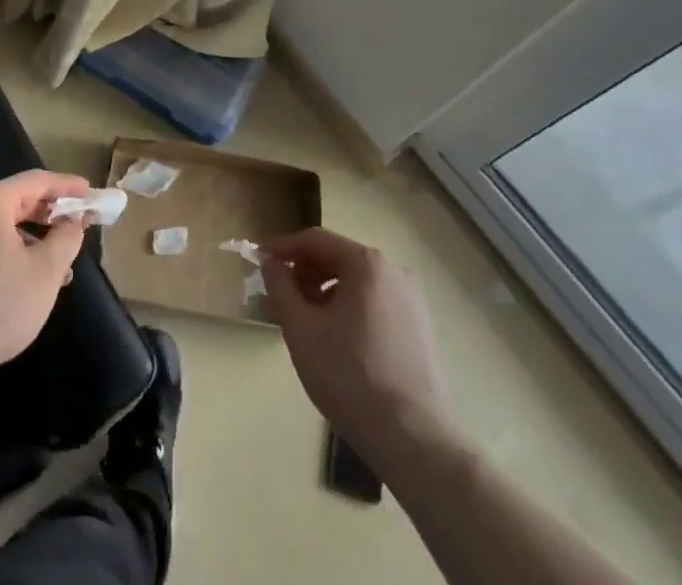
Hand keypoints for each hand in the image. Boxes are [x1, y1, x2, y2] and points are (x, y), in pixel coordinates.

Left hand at [0, 170, 89, 386]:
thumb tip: (73, 221)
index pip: (38, 181)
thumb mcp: (45, 272)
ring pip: (5, 226)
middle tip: (81, 224)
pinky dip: (14, 252)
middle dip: (52, 213)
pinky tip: (29, 281)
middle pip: (19, 200)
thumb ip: (66, 239)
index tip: (91, 194)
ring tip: (61, 265)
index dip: (68, 186)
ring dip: (35, 238)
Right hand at [263, 228, 456, 459]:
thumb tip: (271, 263)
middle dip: (305, 273)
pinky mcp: (421, 330)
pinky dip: (350, 310)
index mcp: (367, 263)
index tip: (259, 262)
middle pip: (338, 258)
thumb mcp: (300, 328)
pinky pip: (375, 304)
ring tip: (307, 323)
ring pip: (357, 283)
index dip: (282, 248)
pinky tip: (338, 341)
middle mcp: (394, 272)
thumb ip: (279, 286)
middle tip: (281, 297)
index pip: (315, 240)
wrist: (414, 441)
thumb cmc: (350, 376)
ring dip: (326, 293)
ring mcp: (413, 302)